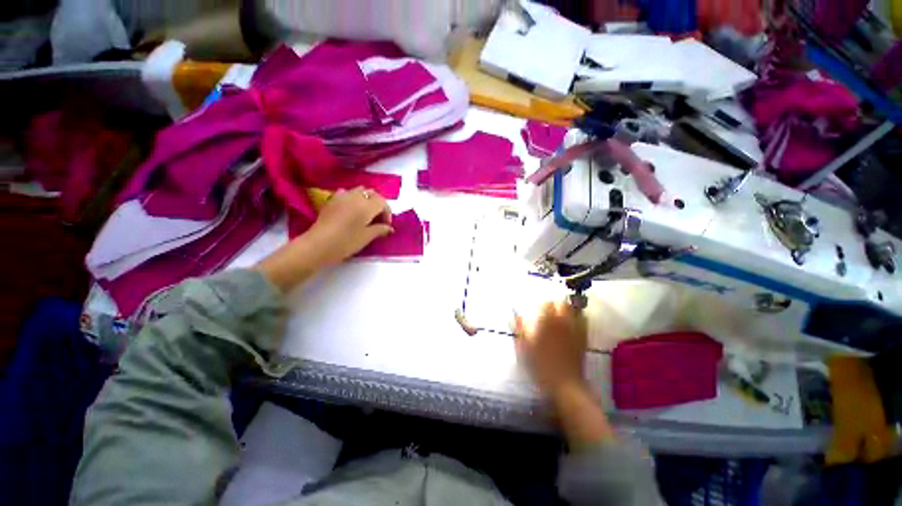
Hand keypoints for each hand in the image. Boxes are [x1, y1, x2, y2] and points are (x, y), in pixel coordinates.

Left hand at [257, 187, 392, 291]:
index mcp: (367, 205)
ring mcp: (342, 196)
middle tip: (379, 219)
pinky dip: (353, 198)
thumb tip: (389, 228)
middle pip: (372, 193)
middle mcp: (355, 196)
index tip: (386, 226)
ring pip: (360, 191)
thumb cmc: (346, 242)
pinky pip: (347, 193)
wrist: (318, 245)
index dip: (387, 213)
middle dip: (378, 204)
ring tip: (366, 214)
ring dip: (367, 199)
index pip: (383, 203)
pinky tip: (351, 210)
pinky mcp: (332, 200)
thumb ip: (380, 230)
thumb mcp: (367, 237)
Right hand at [516, 302, 615, 445]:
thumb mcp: (524, 348)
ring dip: (568, 309)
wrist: (565, 385)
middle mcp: (563, 323)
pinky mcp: (583, 340)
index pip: (547, 304)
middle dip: (556, 304)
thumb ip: (520, 330)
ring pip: (575, 311)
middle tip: (549, 310)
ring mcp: (575, 331)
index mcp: (548, 323)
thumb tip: (515, 316)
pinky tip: (572, 324)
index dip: (542, 304)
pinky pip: (584, 323)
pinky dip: (579, 319)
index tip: (537, 308)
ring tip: (561, 315)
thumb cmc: (541, 366)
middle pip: (563, 304)